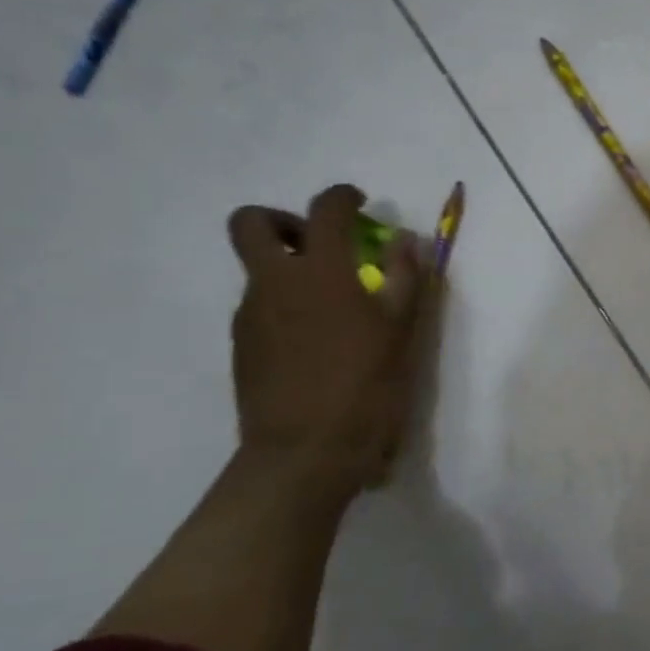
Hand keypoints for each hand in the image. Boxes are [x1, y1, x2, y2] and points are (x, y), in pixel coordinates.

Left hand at [225, 184, 428, 493]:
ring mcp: (251, 315)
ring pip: (257, 269)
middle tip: (319, 244)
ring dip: (288, 268)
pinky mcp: (243, 346)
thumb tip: (406, 240)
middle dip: (284, 220)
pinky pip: (260, 306)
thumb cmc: (366, 387)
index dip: (342, 197)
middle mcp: (275, 283)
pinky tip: (317, 340)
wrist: (305, 453)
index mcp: (320, 273)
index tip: (360, 203)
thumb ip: (405, 278)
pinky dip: (284, 305)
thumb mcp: (401, 331)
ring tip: (331, 305)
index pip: (324, 210)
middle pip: (252, 224)